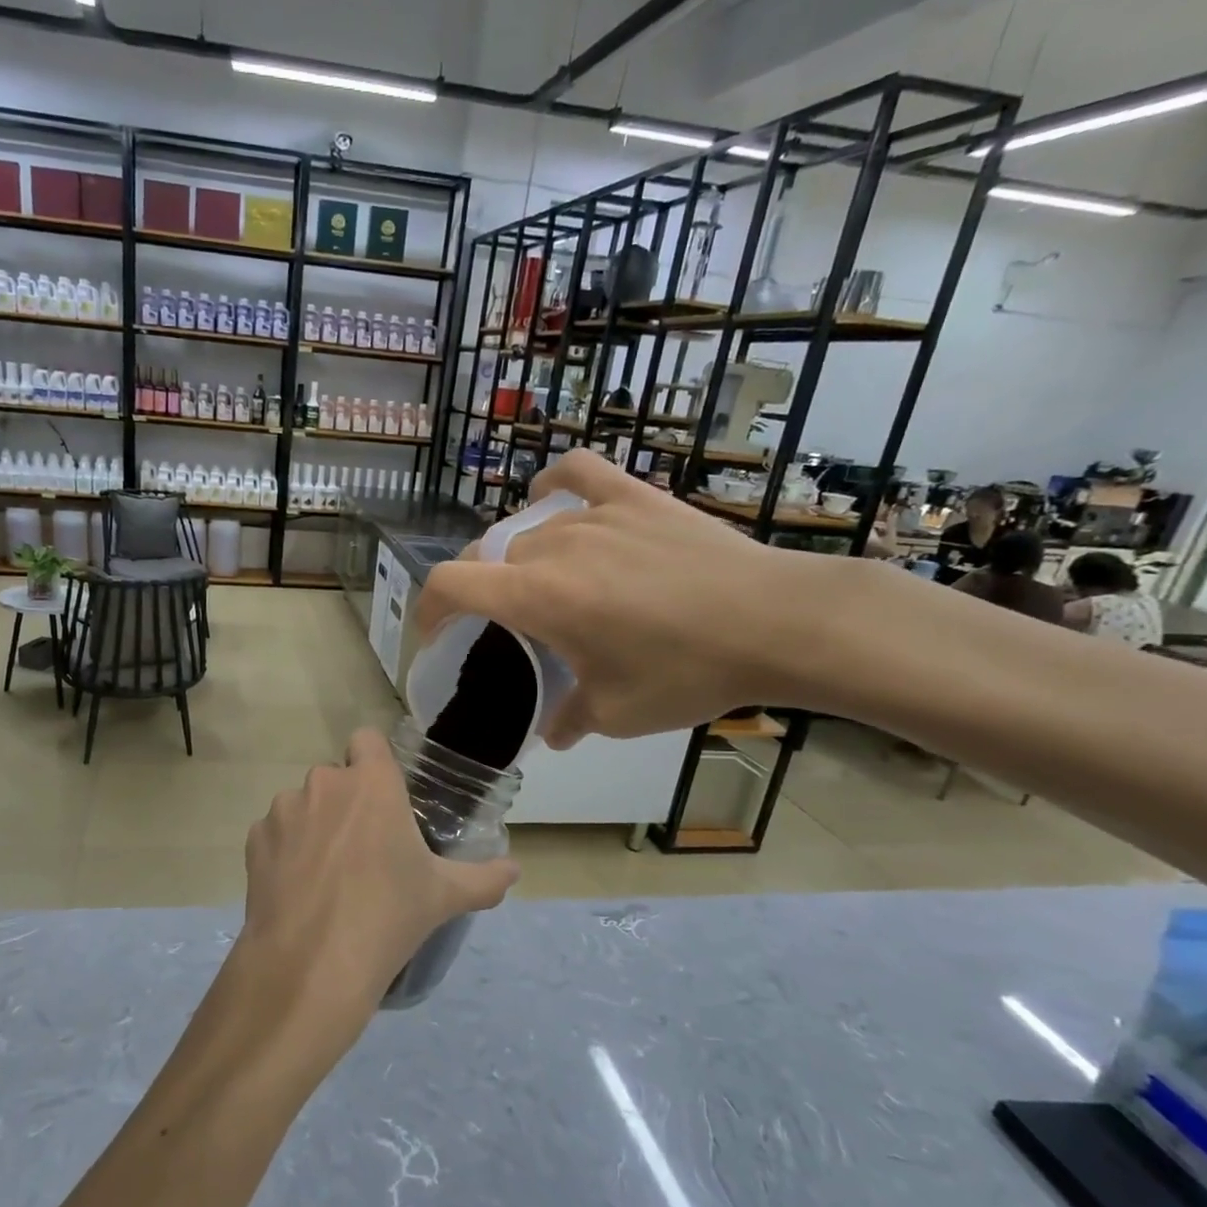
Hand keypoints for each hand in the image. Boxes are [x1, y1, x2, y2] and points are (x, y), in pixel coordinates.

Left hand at [229, 730, 518, 1065]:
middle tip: (364, 849)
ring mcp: (283, 810)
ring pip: (302, 804)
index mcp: (370, 782)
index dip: (374, 763)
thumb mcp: (445, 896)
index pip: (368, 740)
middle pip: (336, 777)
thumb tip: (515, 870)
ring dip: (314, 825)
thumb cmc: (388, 915)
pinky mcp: (254, 840)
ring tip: (328, 874)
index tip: (385, 797)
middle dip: (347, 802)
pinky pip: (274, 833)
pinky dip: (285, 851)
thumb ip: (484, 878)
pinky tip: (298, 889)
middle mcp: (323, 783)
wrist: (311, 963)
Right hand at [417, 449, 822, 746]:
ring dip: (521, 561)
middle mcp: (553, 547)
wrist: (778, 622)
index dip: (427, 608)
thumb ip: (570, 719)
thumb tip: (554, 731)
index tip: (433, 634)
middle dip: (481, 592)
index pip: (450, 584)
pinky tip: (552, 499)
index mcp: (537, 597)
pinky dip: (554, 486)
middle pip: (489, 558)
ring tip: (546, 586)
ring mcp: (596, 515)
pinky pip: (579, 475)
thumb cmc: (688, 672)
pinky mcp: (636, 498)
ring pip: (530, 531)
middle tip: (505, 627)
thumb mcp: (618, 714)